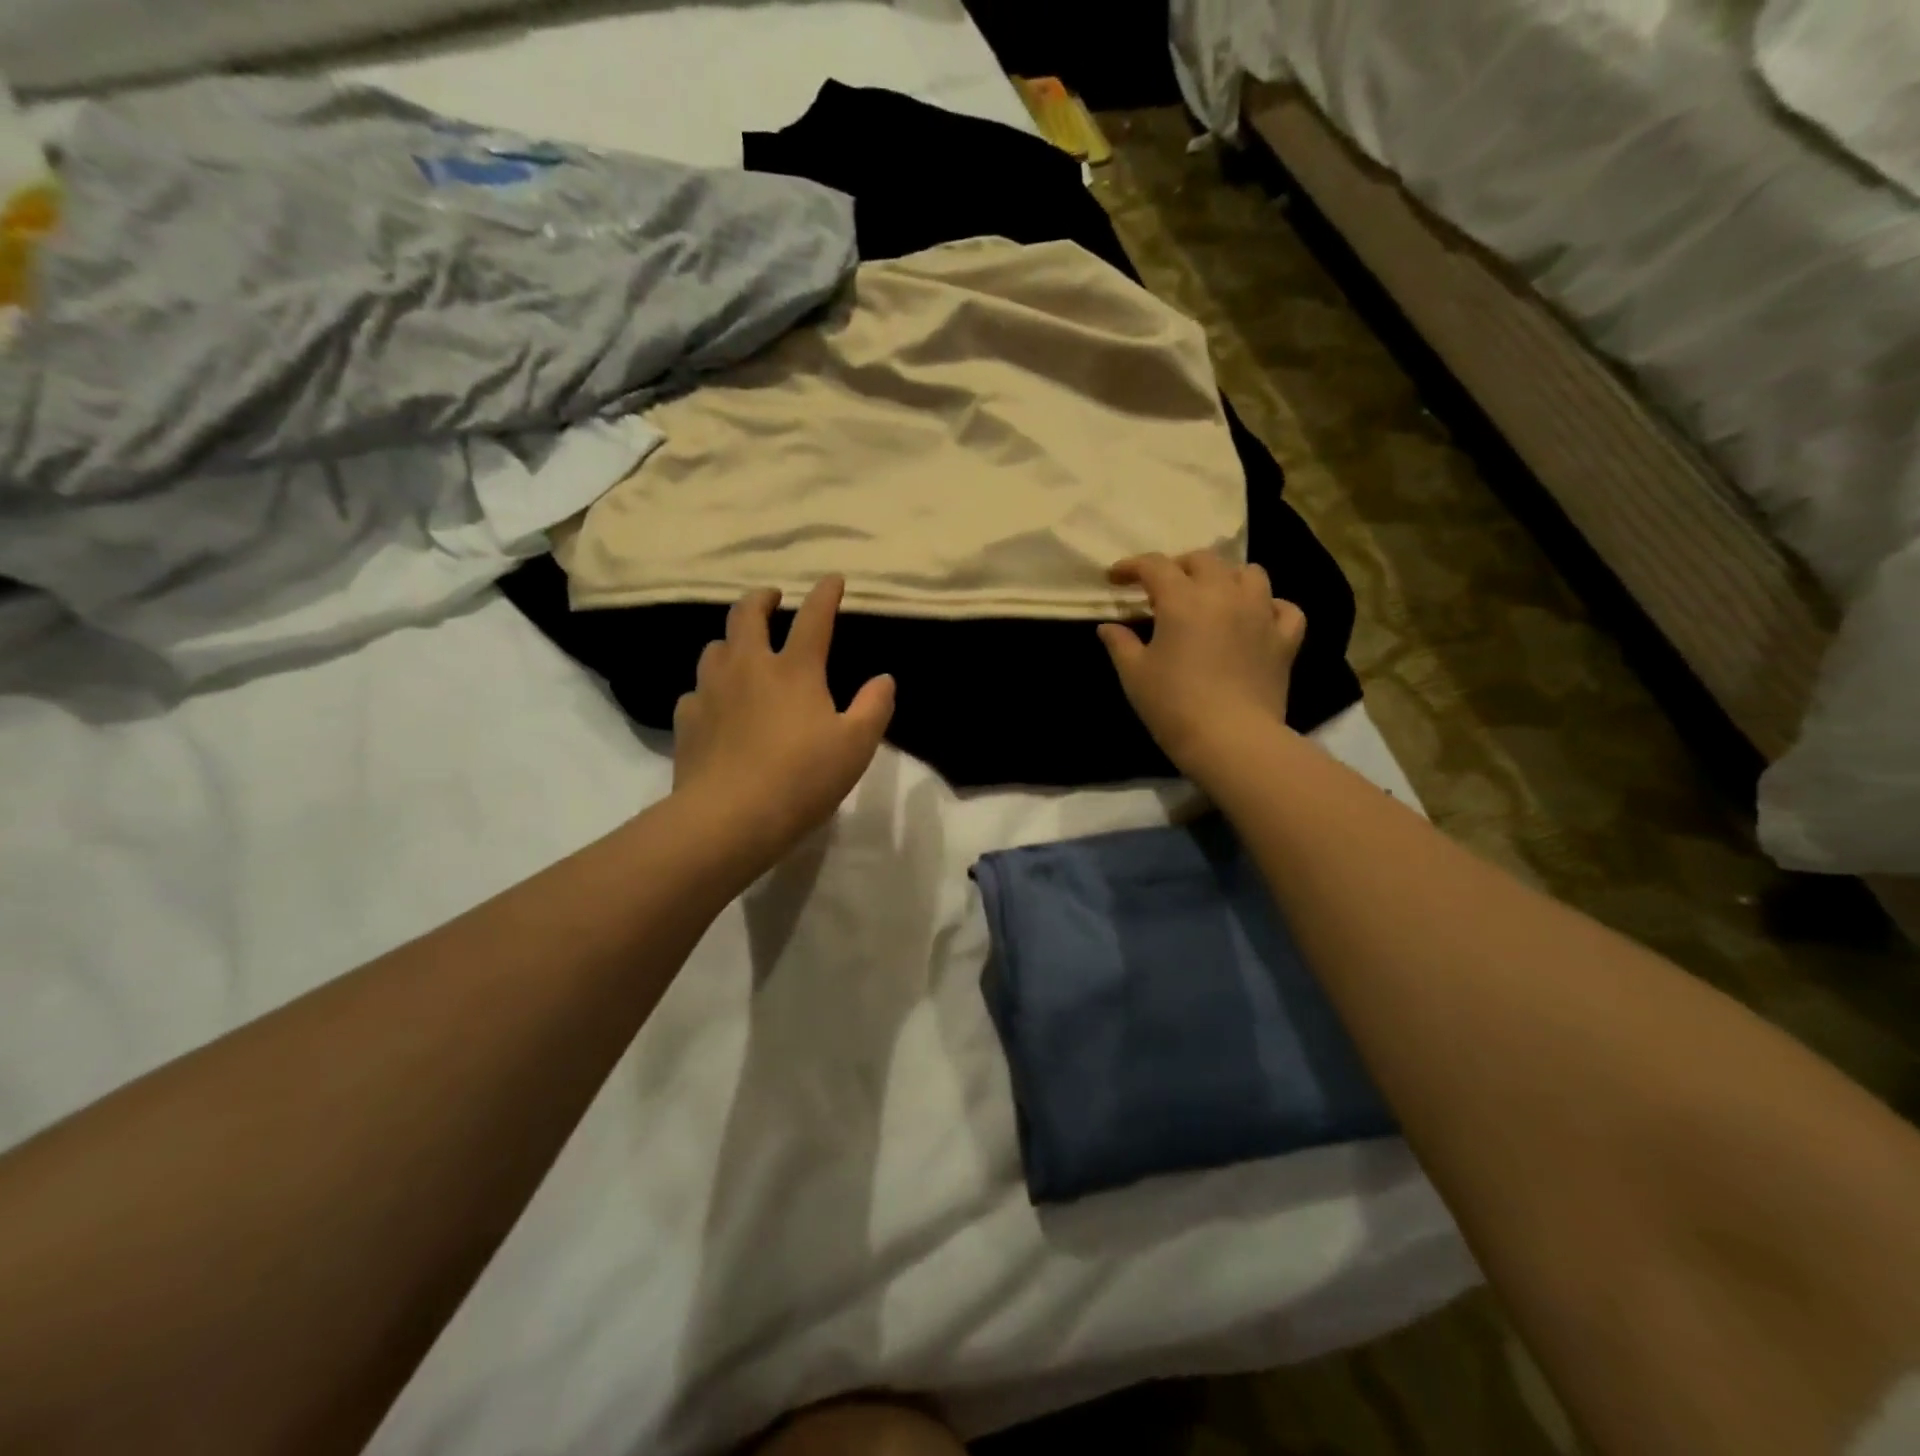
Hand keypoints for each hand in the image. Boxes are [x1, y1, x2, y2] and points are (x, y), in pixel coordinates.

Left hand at [672, 577, 894, 871]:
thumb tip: (883, 679)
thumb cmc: (802, 778)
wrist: (729, 818)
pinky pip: (696, 691)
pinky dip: (709, 689)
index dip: (825, 594)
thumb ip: (874, 707)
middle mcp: (748, 667)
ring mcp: (711, 691)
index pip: (813, 618)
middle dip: (761, 599)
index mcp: (794, 669)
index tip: (833, 580)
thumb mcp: (856, 746)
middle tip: (771, 597)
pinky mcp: (687, 720)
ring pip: (715, 648)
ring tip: (741, 651)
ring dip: (731, 641)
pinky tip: (716, 705)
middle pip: (746, 615)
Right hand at [1097, 552, 1305, 781]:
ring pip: (1250, 574)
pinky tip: (1257, 618)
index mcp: (1182, 600)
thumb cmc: (1173, 705)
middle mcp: (1224, 594)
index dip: (1131, 567)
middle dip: (1179, 566)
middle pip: (1204, 560)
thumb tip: (1108, 627)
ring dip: (1227, 577)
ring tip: (1213, 595)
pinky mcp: (1285, 639)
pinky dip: (1270, 606)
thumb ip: (1120, 644)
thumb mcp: (1134, 675)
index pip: (1154, 566)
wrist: (1231, 739)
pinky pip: (1285, 608)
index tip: (1116, 578)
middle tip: (1163, 587)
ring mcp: (1261, 613)